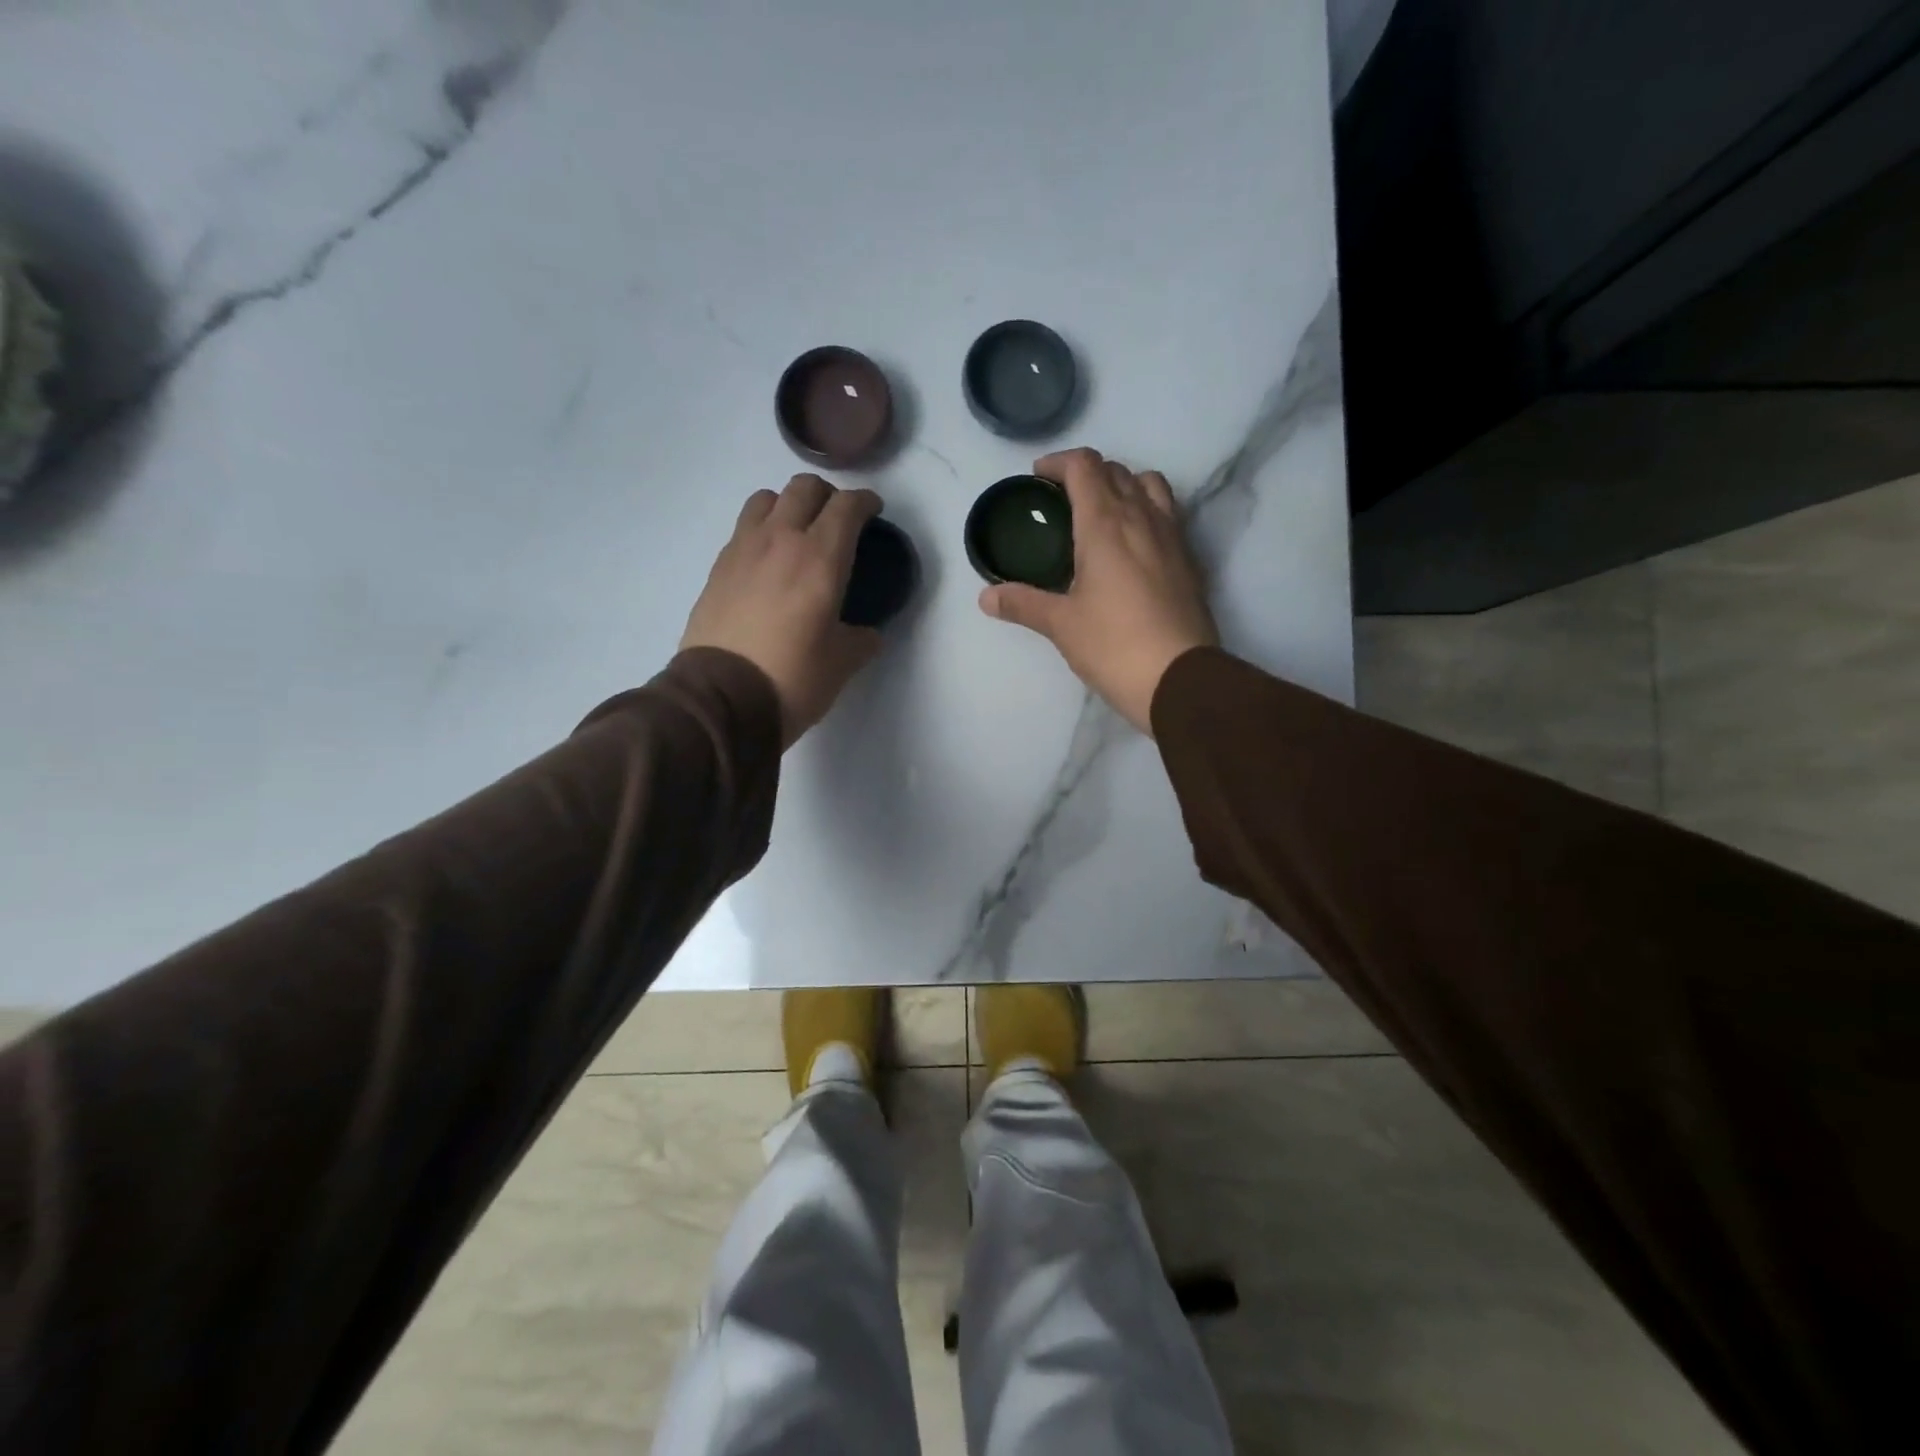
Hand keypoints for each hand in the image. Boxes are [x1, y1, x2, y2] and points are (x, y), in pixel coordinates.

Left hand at [681, 474, 883, 747]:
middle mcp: (780, 540)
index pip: (847, 506)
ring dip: (788, 505)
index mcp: (820, 558)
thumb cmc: (792, 678)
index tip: (873, 512)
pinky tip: (767, 562)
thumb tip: (866, 633)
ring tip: (797, 532)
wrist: (721, 700)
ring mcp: (742, 550)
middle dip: (827, 495)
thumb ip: (861, 639)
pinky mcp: (717, 569)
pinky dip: (761, 532)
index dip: (865, 502)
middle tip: (837, 519)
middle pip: (804, 489)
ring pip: (766, 499)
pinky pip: (743, 530)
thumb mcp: (842, 664)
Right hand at [979, 447, 1217, 735]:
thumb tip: (986, 597)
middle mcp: (1143, 518)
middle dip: (1087, 474)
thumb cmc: (1114, 645)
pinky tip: (1132, 546)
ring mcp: (1172, 537)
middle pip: (1117, 471)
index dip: (1058, 463)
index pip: (1084, 466)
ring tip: (1102, 513)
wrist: (1179, 679)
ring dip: (1124, 485)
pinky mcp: (1189, 561)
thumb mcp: (1061, 625)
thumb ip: (1023, 604)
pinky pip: (1168, 515)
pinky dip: (1146, 512)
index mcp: (1106, 524)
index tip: (1038, 478)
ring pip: (1150, 485)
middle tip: (1062, 500)